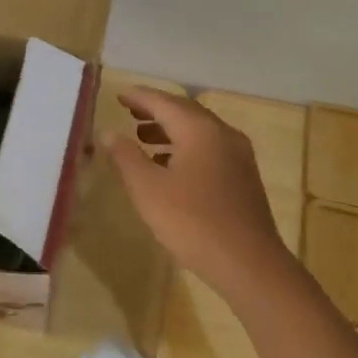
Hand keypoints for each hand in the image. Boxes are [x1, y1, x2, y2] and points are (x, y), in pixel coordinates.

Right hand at [102, 88, 296, 298]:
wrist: (248, 263)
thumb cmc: (193, 222)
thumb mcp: (148, 189)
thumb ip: (126, 157)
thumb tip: (108, 132)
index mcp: (200, 130)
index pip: (164, 102)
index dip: (139, 97)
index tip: (118, 94)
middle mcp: (223, 134)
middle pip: (185, 112)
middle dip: (156, 111)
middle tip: (129, 112)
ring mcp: (238, 156)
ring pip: (199, 132)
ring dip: (169, 131)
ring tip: (142, 138)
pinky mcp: (243, 178)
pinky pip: (209, 149)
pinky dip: (185, 148)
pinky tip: (169, 167)